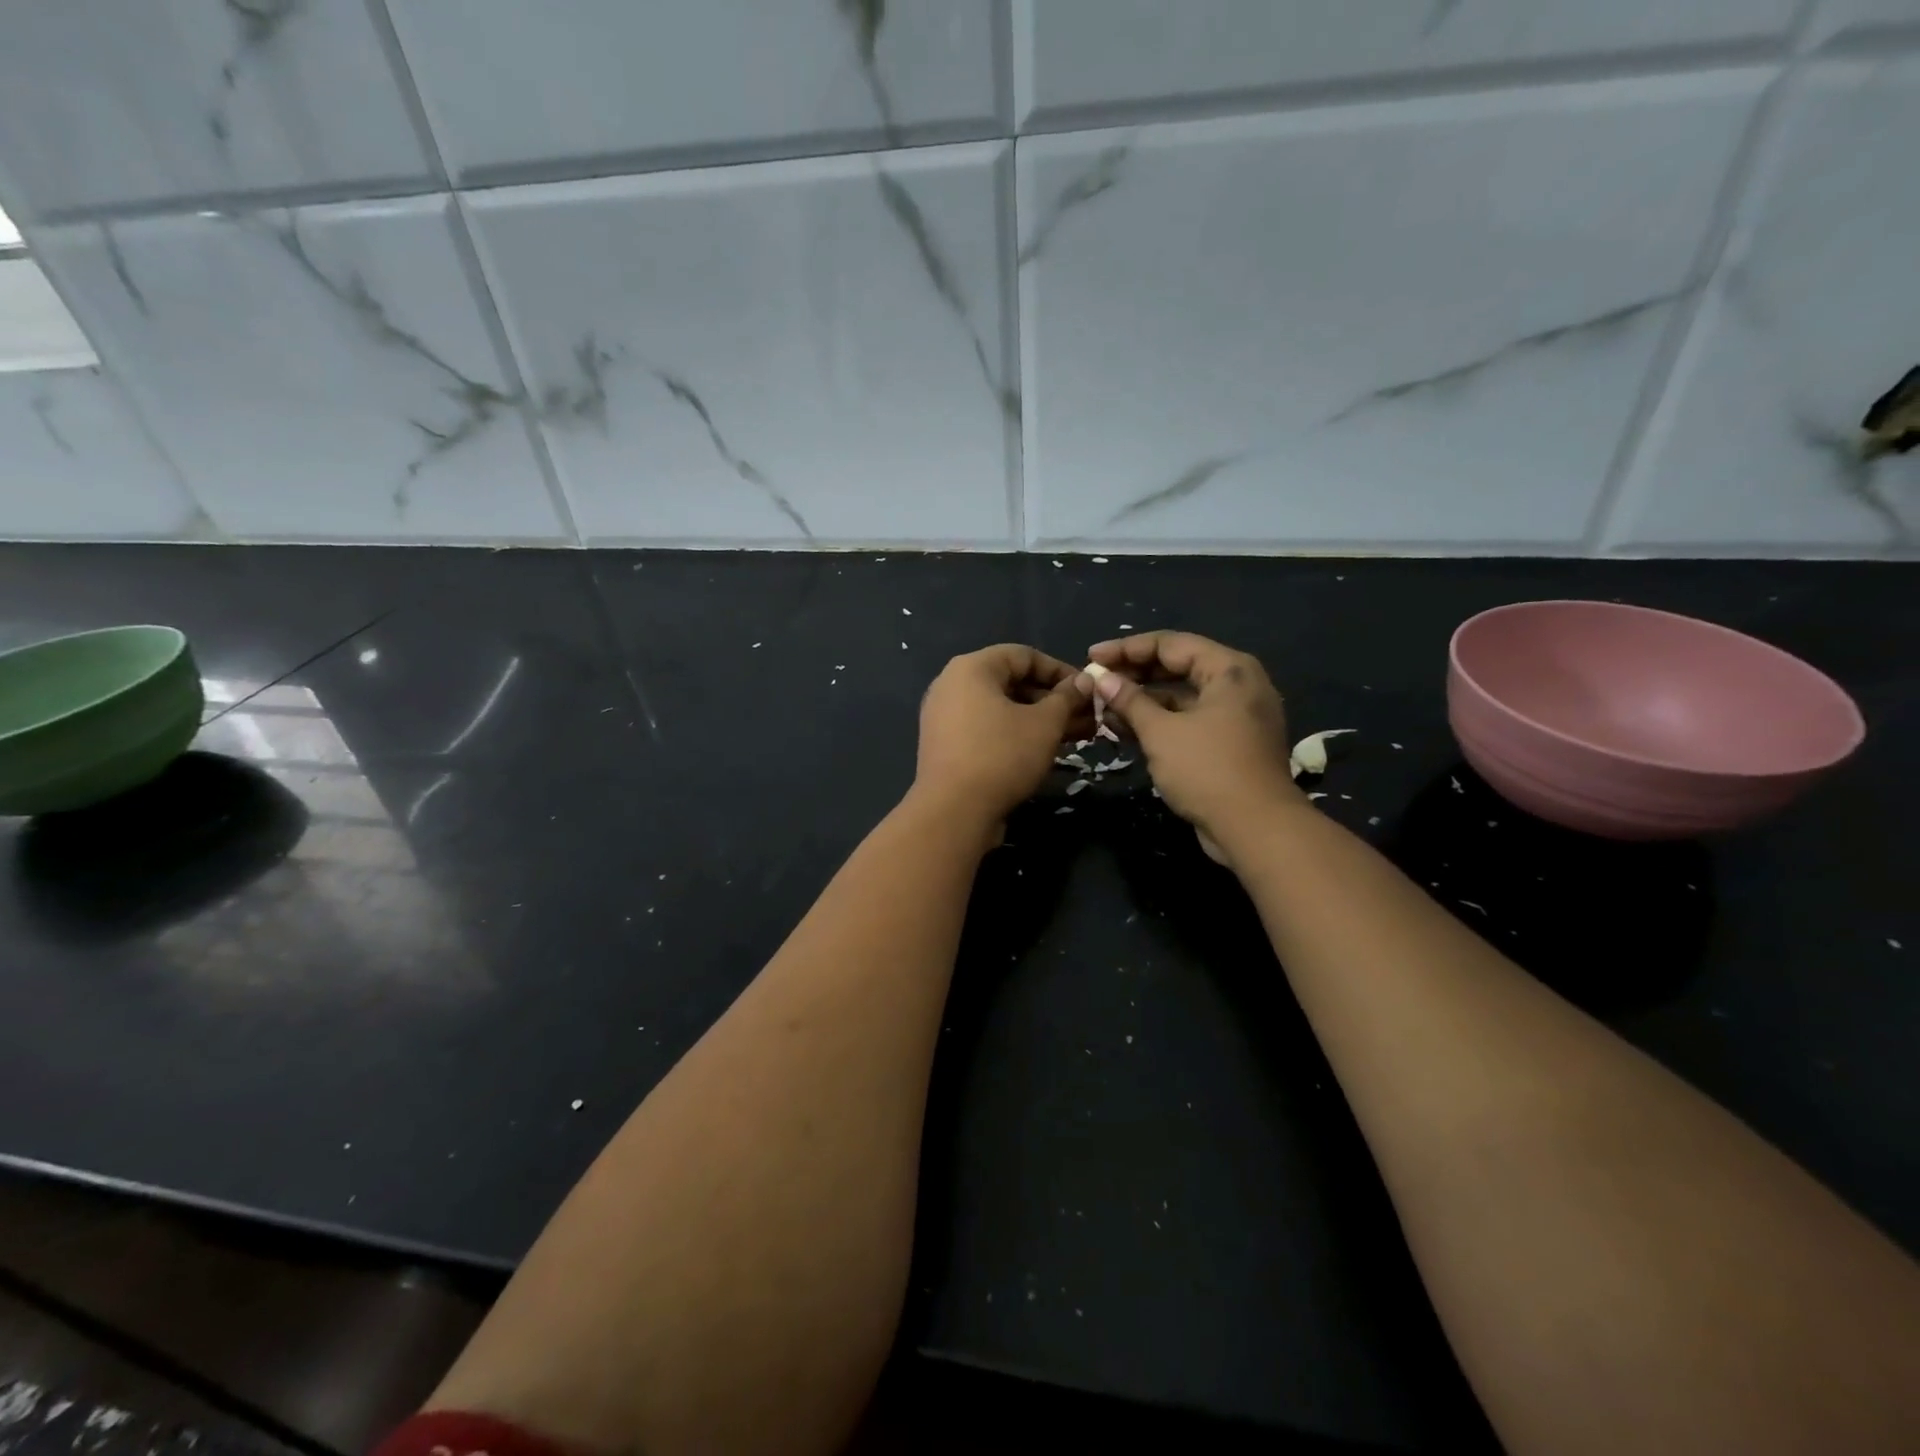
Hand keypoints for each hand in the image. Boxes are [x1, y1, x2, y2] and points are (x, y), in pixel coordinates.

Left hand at [915, 644, 1085, 828]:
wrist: (953, 812)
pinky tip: (1044, 751)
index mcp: (971, 668)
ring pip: (1001, 709)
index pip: (1024, 655)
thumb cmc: (1002, 756)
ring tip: (1075, 737)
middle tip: (1087, 718)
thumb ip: (1067, 698)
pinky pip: (987, 728)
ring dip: (1039, 720)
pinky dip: (1015, 734)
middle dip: (1053, 700)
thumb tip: (1085, 681)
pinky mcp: (946, 746)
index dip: (1060, 671)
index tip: (1088, 691)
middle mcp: (952, 685)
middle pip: (1011, 682)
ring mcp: (944, 717)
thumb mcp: (1044, 724)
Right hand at [1078, 632, 1304, 846]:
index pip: (1171, 644)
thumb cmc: (1207, 770)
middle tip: (1097, 681)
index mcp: (1229, 669)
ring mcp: (1237, 716)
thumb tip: (1102, 679)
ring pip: (1182, 696)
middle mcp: (1238, 685)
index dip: (1127, 649)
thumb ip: (1129, 701)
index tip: (1092, 657)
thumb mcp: (1161, 732)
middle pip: (1178, 667)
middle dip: (1134, 675)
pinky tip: (1126, 730)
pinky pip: (1189, 720)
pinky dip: (1160, 723)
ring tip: (1104, 709)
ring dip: (1143, 701)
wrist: (1256, 829)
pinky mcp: (1231, 743)